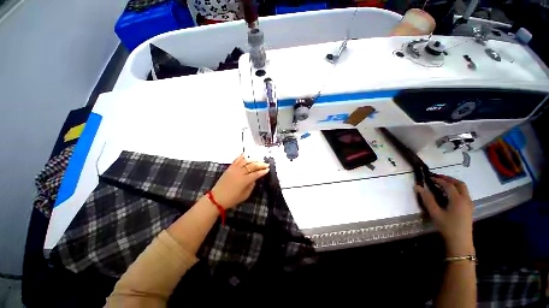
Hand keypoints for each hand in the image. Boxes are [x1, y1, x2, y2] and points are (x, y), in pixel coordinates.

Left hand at [211, 154, 269, 208]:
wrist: (216, 198)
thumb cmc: (232, 199)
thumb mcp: (245, 195)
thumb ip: (251, 186)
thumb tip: (254, 179)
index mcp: (244, 180)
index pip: (256, 173)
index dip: (263, 171)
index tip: (268, 170)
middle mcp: (240, 173)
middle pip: (252, 166)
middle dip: (261, 164)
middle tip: (266, 164)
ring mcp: (234, 169)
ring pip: (246, 161)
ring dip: (254, 159)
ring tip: (259, 159)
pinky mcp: (229, 168)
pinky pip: (236, 160)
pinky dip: (241, 156)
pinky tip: (246, 154)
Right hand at [415, 174, 474, 255]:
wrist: (460, 242)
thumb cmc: (447, 227)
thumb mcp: (435, 213)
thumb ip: (427, 199)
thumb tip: (418, 187)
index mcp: (458, 200)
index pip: (448, 185)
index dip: (438, 180)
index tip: (429, 177)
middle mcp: (466, 199)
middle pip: (459, 184)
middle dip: (448, 179)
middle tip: (437, 177)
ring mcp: (469, 204)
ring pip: (463, 189)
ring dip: (453, 183)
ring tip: (442, 184)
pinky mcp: (469, 208)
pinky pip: (464, 194)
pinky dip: (457, 189)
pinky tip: (449, 194)